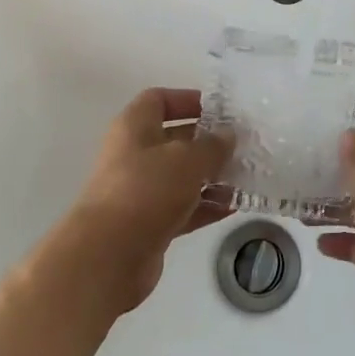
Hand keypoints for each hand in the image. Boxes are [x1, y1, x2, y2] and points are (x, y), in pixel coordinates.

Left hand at [59, 88, 232, 316]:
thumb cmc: (146, 189)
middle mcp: (134, 154)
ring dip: (211, 176)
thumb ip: (212, 145)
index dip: (187, 100)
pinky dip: (206, 206)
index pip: (158, 100)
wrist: (109, 255)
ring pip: (181, 176)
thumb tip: (228, 135)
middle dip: (207, 142)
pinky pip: (183, 208)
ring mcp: (140, 191)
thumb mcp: (187, 159)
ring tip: (245, 177)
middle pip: (174, 139)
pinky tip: (234, 206)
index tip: (219, 110)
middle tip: (241, 145)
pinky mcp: (148, 224)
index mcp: (134, 127)